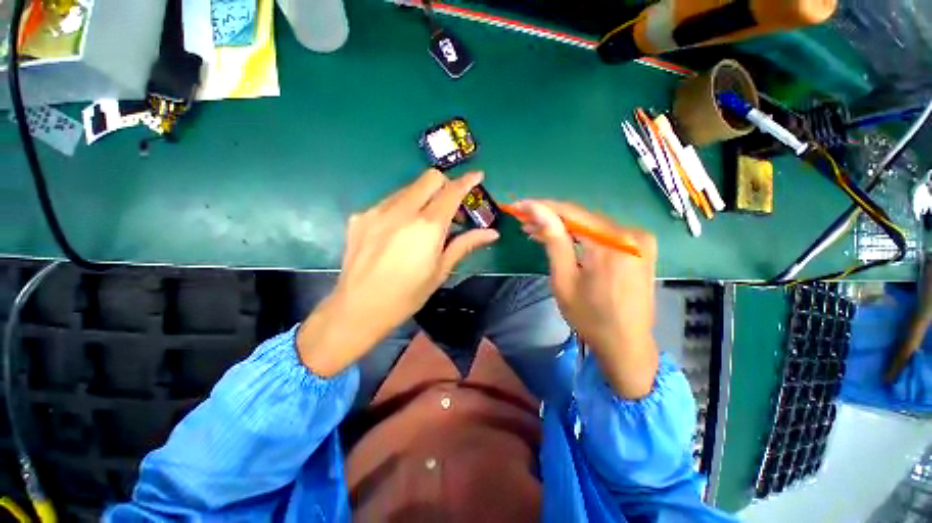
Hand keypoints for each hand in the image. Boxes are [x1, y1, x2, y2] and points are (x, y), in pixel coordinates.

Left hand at [298, 170, 499, 376]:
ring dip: (423, 197)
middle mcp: (402, 210)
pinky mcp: (360, 216)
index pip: (452, 192)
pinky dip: (401, 208)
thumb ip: (465, 245)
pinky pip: (388, 202)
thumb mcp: (440, 271)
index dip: (467, 181)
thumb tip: (492, 233)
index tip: (477, 176)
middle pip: (430, 178)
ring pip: (408, 188)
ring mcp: (377, 211)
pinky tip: (398, 232)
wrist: (358, 308)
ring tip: (423, 224)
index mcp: (427, 226)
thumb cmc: (407, 295)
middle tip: (449, 208)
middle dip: (445, 185)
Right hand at [514, 200, 657, 398]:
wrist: (626, 345)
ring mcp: (639, 240)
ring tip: (536, 230)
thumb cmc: (589, 317)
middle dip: (550, 217)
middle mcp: (631, 234)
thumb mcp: (564, 280)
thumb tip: (538, 211)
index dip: (542, 207)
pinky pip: (603, 234)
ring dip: (563, 227)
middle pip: (582, 217)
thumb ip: (554, 241)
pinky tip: (562, 238)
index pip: (571, 213)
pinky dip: (580, 235)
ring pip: (591, 225)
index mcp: (612, 244)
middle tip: (523, 220)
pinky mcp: (640, 247)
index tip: (519, 205)